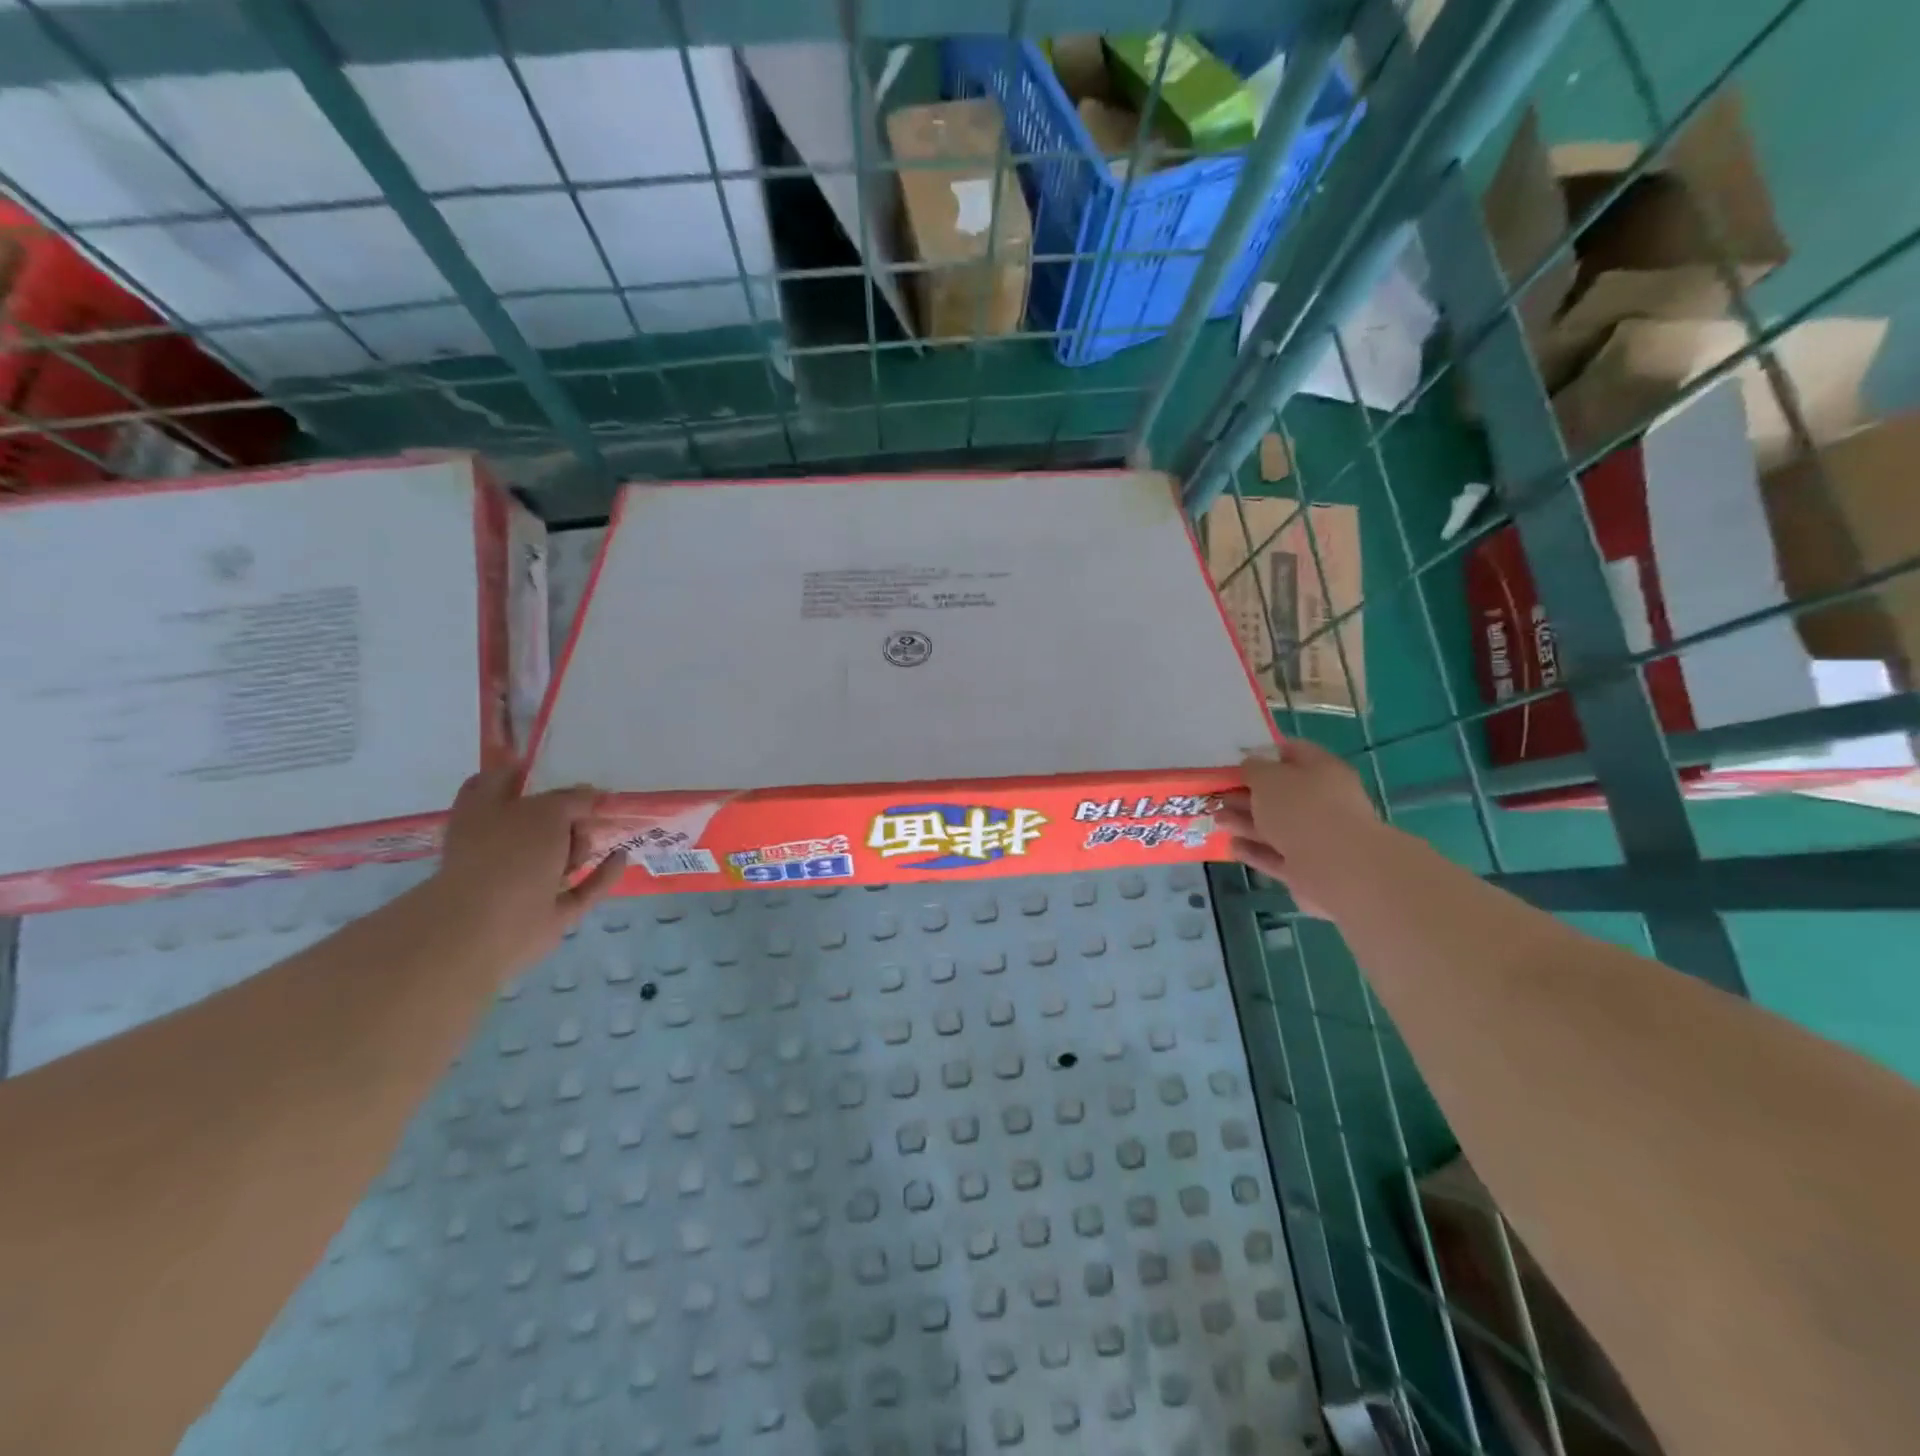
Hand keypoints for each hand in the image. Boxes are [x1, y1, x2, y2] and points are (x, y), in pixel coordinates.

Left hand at [427, 768, 623, 978]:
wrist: (489, 925)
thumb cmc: (509, 854)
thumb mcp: (548, 810)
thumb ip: (574, 799)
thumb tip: (594, 796)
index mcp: (485, 811)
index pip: (501, 779)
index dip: (525, 770)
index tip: (559, 766)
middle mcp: (501, 843)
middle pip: (541, 819)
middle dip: (568, 814)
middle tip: (589, 811)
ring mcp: (523, 879)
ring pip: (561, 855)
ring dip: (581, 845)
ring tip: (587, 844)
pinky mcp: (547, 910)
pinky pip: (582, 888)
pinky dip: (601, 874)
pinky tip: (622, 857)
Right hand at [1216, 740, 1385, 917]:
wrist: (1337, 868)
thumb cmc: (1301, 810)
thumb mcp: (1268, 778)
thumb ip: (1253, 769)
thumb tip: (1249, 766)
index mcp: (1322, 770)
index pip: (1293, 752)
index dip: (1264, 754)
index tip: (1236, 760)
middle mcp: (1323, 801)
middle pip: (1281, 793)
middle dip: (1247, 794)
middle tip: (1218, 795)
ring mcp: (1317, 837)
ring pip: (1275, 826)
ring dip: (1245, 822)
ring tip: (1217, 819)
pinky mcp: (1307, 868)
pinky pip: (1275, 855)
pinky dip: (1254, 850)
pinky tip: (1232, 846)